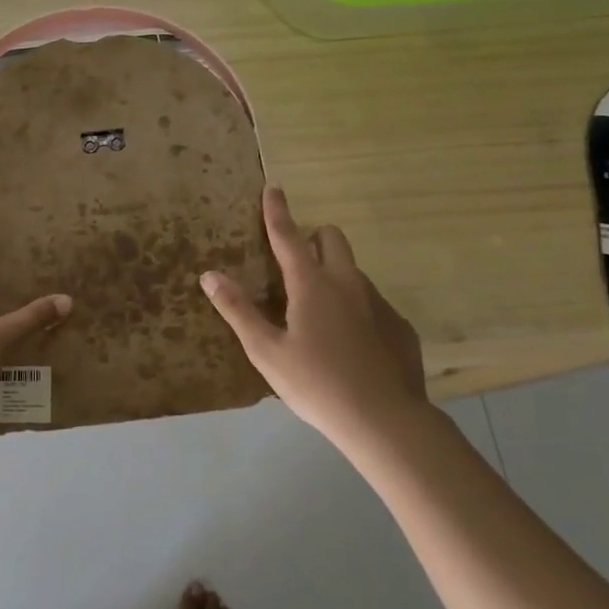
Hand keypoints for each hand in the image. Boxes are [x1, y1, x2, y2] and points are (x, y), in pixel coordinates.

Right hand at [200, 186, 427, 450]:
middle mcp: (347, 283)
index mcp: (311, 285)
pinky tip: (349, 345)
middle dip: (313, 237)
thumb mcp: (266, 351)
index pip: (288, 236)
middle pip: (332, 238)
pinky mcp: (399, 326)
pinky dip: (355, 309)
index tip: (273, 187)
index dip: (277, 211)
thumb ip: (238, 310)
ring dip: (333, 275)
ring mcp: (378, 303)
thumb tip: (210, 275)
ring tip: (318, 315)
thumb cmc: (316, 384)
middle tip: (294, 263)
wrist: (386, 421)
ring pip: (352, 271)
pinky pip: (372, 303)